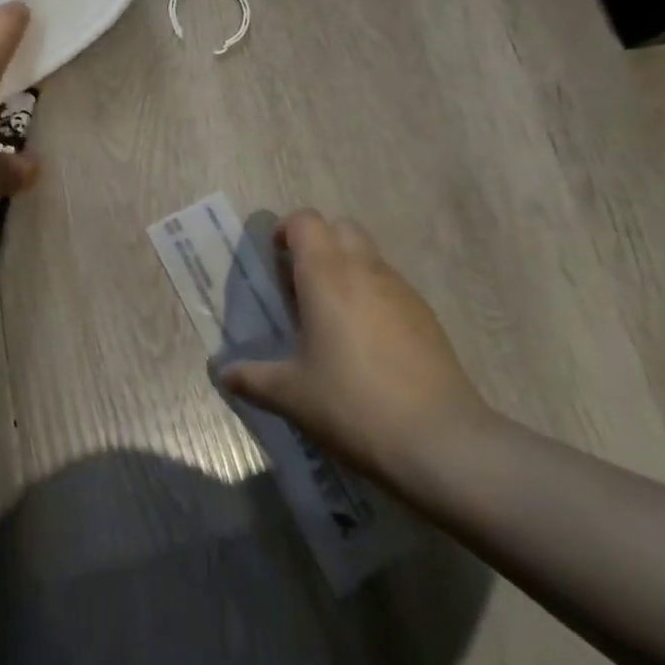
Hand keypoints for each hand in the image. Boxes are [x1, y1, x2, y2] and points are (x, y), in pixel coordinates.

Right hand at [220, 210, 492, 486]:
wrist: (440, 442)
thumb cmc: (353, 406)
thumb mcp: (293, 396)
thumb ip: (254, 379)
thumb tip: (224, 374)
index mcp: (326, 275)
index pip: (306, 221)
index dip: (287, 230)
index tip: (276, 258)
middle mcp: (364, 270)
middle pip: (341, 228)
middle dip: (319, 243)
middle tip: (302, 283)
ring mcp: (401, 291)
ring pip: (369, 256)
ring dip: (347, 269)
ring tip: (333, 317)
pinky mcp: (427, 317)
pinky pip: (391, 287)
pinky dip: (373, 296)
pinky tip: (367, 343)